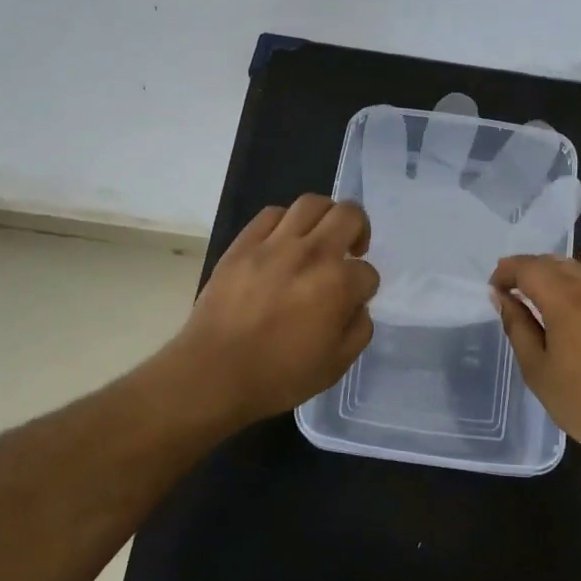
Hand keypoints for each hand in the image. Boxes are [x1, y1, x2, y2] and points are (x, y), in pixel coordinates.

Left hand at [177, 195, 378, 426]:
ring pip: (312, 203)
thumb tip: (356, 305)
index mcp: (338, 285)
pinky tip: (284, 240)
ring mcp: (275, 244)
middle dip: (359, 229)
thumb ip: (358, 329)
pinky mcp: (244, 244)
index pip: (368, 272)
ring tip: (320, 236)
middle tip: (351, 249)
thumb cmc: (278, 377)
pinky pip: (272, 214)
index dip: (365, 288)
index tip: (352, 302)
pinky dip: (286, 221)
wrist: (213, 374)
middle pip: (349, 214)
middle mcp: (312, 254)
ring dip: (326, 216)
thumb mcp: (335, 366)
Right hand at [489, 248, 580, 466]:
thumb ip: (517, 327)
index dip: (505, 272)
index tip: (495, 289)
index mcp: (563, 300)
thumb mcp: (538, 370)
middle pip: (552, 262)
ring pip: (580, 264)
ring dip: (556, 269)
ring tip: (545, 287)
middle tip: (514, 289)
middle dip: (527, 270)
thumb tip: (501, 296)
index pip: (526, 268)